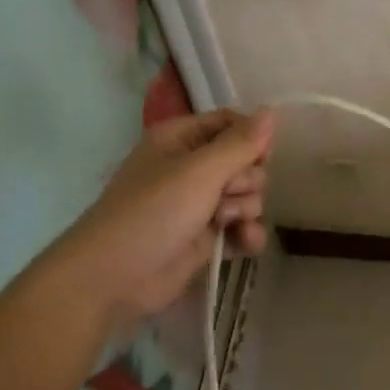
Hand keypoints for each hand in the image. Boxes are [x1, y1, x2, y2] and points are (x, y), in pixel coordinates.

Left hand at [58, 108, 273, 319]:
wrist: (116, 277)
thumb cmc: (153, 213)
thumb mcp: (200, 172)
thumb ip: (240, 144)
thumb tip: (272, 111)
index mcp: (181, 140)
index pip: (231, 123)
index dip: (252, 138)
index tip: (261, 157)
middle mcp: (192, 168)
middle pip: (246, 162)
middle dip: (246, 180)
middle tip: (225, 195)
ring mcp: (200, 204)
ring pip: (249, 195)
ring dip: (246, 209)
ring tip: (224, 222)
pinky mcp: (208, 237)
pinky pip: (244, 226)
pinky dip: (248, 234)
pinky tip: (244, 243)